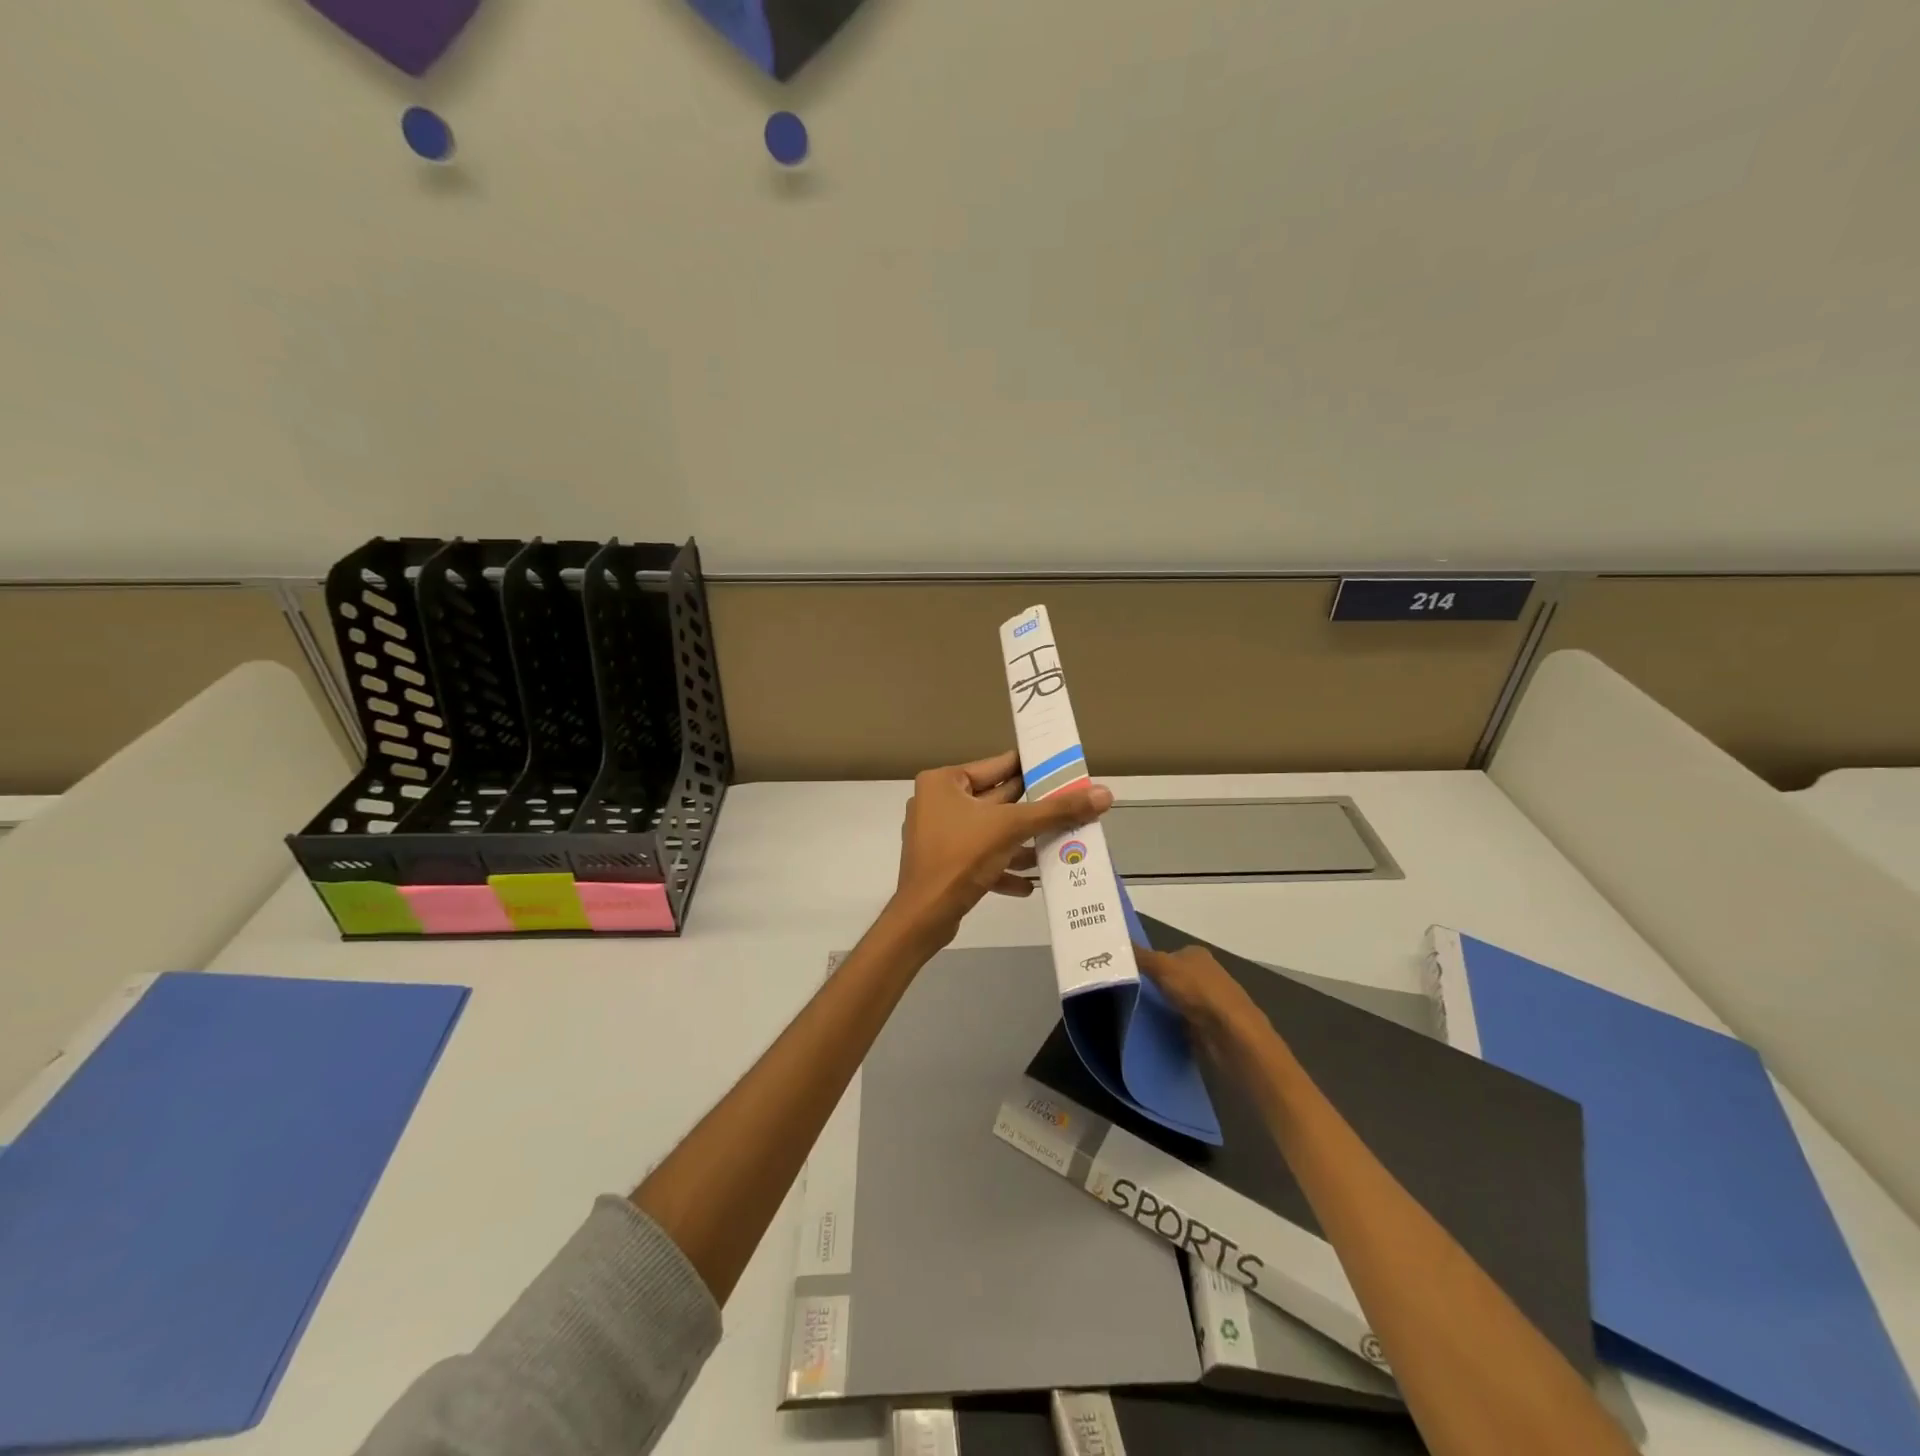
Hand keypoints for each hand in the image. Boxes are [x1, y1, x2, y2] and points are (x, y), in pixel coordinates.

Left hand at [891, 749, 1112, 943]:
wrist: (924, 917)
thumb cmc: (961, 857)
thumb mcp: (1011, 828)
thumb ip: (1056, 811)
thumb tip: (1103, 794)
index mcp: (944, 782)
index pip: (997, 766)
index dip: (1032, 767)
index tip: (1063, 769)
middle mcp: (937, 802)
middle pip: (996, 800)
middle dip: (1032, 809)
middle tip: (1071, 806)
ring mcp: (938, 834)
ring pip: (990, 831)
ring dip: (1021, 842)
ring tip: (1058, 846)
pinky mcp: (943, 864)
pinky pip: (980, 857)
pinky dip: (1003, 867)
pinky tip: (1029, 884)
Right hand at [1136, 943, 1275, 1074]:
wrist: (1230, 1033)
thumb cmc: (1198, 991)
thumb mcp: (1162, 966)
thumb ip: (1140, 956)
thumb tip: (1115, 941)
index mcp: (1196, 954)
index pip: (1166, 954)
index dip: (1147, 961)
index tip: (1126, 972)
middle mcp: (1204, 974)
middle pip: (1170, 977)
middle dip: (1152, 984)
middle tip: (1124, 992)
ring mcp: (1208, 1001)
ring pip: (1175, 1000)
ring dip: (1160, 1006)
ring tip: (1133, 1012)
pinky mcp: (1208, 1025)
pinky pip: (1181, 1020)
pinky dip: (1170, 1024)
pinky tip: (1154, 1029)